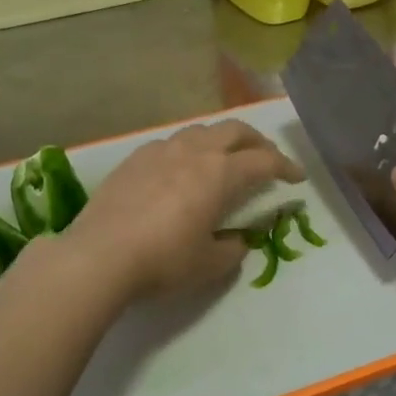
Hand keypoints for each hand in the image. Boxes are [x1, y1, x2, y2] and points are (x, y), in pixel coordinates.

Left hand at [66, 120, 303, 298]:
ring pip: (200, 131)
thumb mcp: (209, 264)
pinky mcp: (133, 160)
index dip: (286, 167)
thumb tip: (236, 240)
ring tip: (223, 159)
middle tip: (266, 158)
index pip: (263, 162)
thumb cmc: (164, 260)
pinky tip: (180, 170)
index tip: (297, 177)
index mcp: (219, 174)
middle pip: (234, 130)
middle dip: (257, 141)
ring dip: (221, 140)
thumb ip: (231, 248)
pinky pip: (169, 143)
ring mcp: (159, 151)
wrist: (99, 256)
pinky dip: (188, 150)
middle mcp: (193, 152)